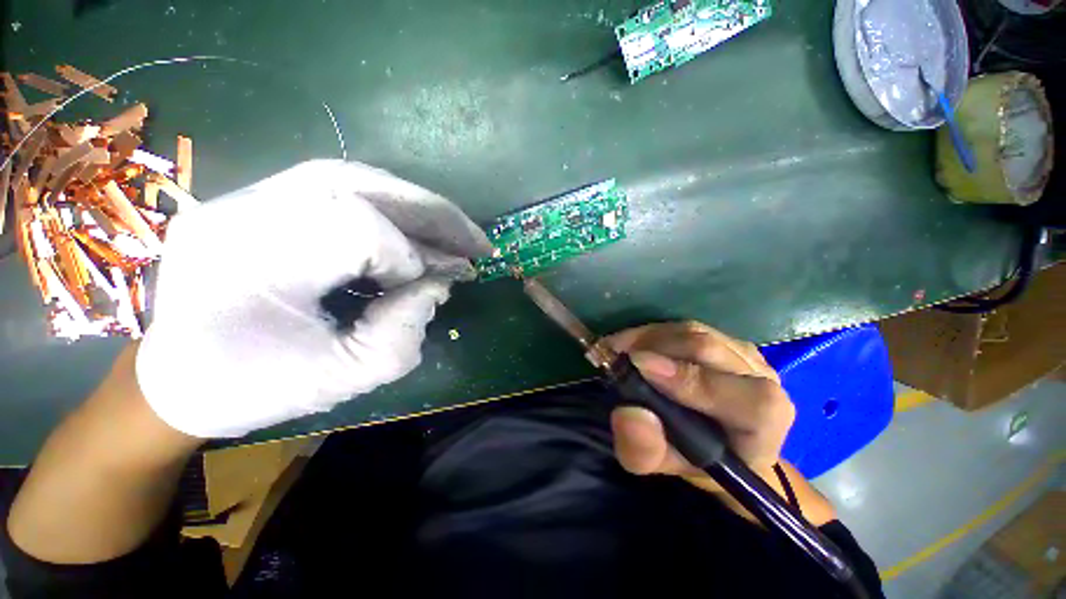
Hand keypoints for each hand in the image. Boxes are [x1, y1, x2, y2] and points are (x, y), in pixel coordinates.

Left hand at [136, 160, 491, 438]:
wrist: (172, 380)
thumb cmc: (250, 389)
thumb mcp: (341, 378)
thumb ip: (404, 332)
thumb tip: (439, 284)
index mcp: (249, 262)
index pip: (356, 228)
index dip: (406, 258)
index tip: (428, 287)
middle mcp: (242, 210)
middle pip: (359, 184)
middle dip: (433, 214)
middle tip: (476, 242)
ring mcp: (244, 196)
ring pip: (353, 176)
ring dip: (417, 205)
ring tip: (455, 233)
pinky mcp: (257, 199)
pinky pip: (339, 188)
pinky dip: (390, 207)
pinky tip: (414, 229)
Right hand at [605, 321, 794, 479]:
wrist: (717, 440)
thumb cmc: (697, 459)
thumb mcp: (666, 466)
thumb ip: (646, 451)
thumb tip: (627, 413)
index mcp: (765, 422)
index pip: (746, 397)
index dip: (691, 380)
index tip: (639, 368)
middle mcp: (761, 377)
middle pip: (709, 349)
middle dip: (654, 348)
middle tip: (612, 355)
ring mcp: (742, 351)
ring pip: (692, 331)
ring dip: (646, 337)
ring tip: (616, 349)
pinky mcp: (720, 337)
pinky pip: (682, 327)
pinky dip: (650, 332)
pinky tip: (629, 343)